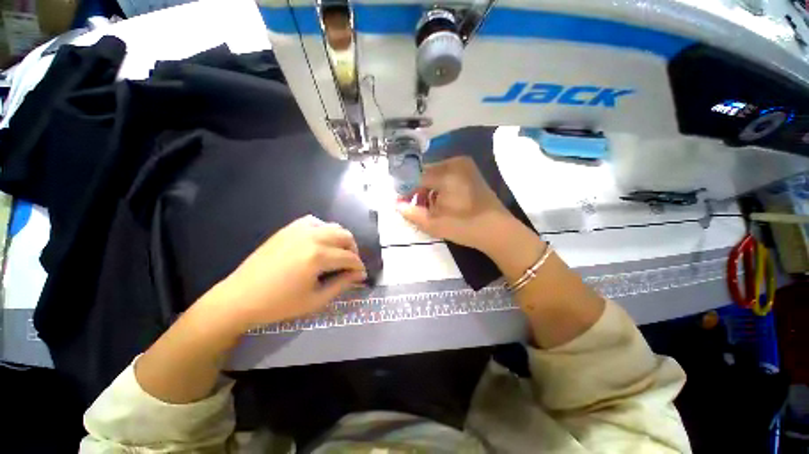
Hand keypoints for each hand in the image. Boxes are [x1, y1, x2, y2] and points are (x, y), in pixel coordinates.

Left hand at [208, 215, 366, 329]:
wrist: (240, 298)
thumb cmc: (279, 304)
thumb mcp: (315, 300)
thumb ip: (341, 284)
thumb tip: (359, 275)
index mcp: (318, 256)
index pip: (349, 257)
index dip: (359, 267)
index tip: (361, 275)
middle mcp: (312, 237)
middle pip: (345, 236)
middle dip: (354, 250)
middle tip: (351, 265)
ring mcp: (299, 230)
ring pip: (333, 226)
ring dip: (341, 239)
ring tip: (338, 253)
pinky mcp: (288, 229)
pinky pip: (315, 221)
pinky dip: (324, 230)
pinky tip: (321, 241)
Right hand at [396, 156, 511, 253]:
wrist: (497, 230)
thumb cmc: (465, 227)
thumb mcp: (434, 224)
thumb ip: (412, 213)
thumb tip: (397, 205)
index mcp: (446, 174)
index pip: (417, 178)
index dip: (406, 190)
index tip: (401, 203)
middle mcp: (455, 163)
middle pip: (427, 174)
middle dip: (418, 190)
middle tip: (416, 208)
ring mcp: (465, 166)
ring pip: (437, 174)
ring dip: (429, 189)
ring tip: (429, 208)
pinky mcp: (471, 172)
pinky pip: (448, 175)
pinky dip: (441, 187)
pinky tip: (442, 202)